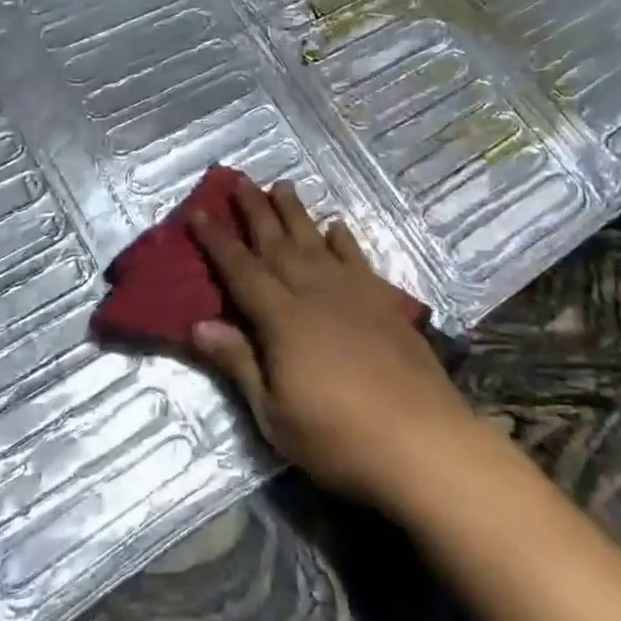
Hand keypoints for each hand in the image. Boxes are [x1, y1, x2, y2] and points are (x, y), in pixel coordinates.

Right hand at [185, 177, 485, 510]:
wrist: (421, 441)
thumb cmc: (338, 438)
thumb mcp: (274, 414)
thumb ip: (239, 363)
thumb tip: (198, 324)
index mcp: (283, 319)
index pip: (241, 271)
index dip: (217, 241)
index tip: (199, 211)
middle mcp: (316, 293)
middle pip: (278, 244)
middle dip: (255, 211)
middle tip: (239, 179)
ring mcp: (354, 294)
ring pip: (317, 242)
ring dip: (296, 213)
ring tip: (282, 186)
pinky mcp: (384, 303)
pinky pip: (358, 259)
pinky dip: (344, 240)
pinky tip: (337, 226)